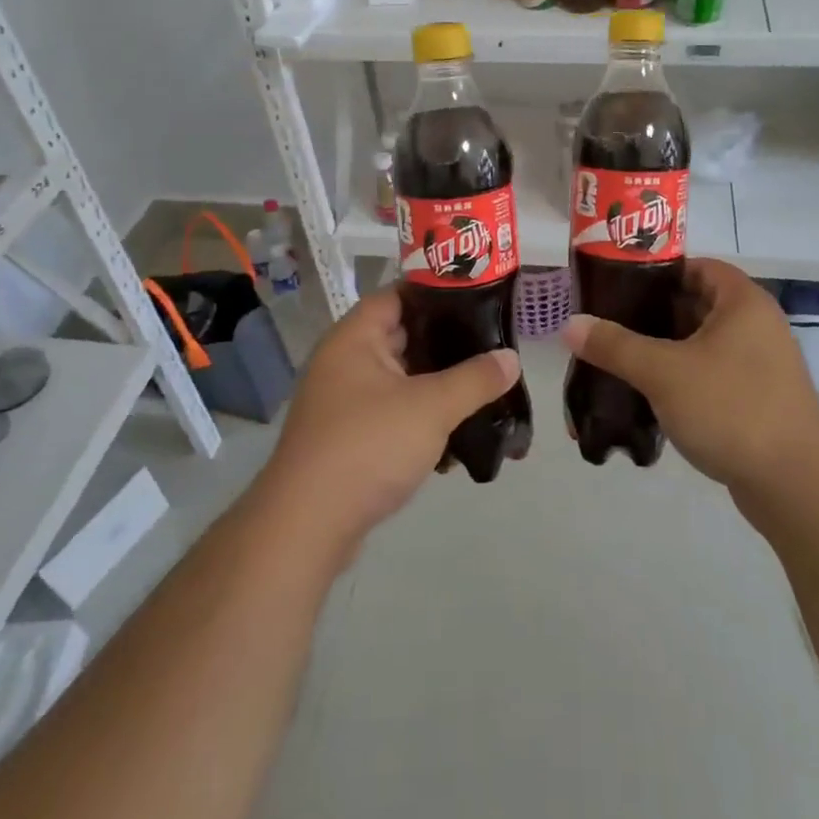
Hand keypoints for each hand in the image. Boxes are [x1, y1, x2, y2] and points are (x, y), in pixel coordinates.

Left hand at [256, 288, 518, 562]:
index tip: (478, 298)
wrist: (306, 527)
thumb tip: (511, 358)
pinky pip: (391, 413)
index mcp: (354, 337)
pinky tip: (454, 435)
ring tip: (481, 387)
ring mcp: (343, 401)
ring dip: (436, 384)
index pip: (397, 294)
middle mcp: (344, 361)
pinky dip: (420, 417)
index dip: (436, 292)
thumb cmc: (368, 446)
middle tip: (489, 342)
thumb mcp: (431, 407)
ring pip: (399, 379)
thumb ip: (475, 379)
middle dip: (445, 342)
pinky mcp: (348, 437)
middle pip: (401, 336)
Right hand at [560, 259, 818, 504]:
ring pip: (701, 342)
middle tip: (610, 323)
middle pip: (696, 303)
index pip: (695, 266)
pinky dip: (683, 377)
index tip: (617, 286)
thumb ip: (615, 345)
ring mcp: (761, 363)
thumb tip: (570, 324)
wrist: (796, 486)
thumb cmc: (731, 409)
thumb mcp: (663, 372)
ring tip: (620, 358)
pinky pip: (712, 373)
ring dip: (665, 348)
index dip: (656, 271)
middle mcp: (756, 324)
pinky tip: (650, 394)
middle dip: (653, 313)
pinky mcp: (758, 398)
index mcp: (742, 301)